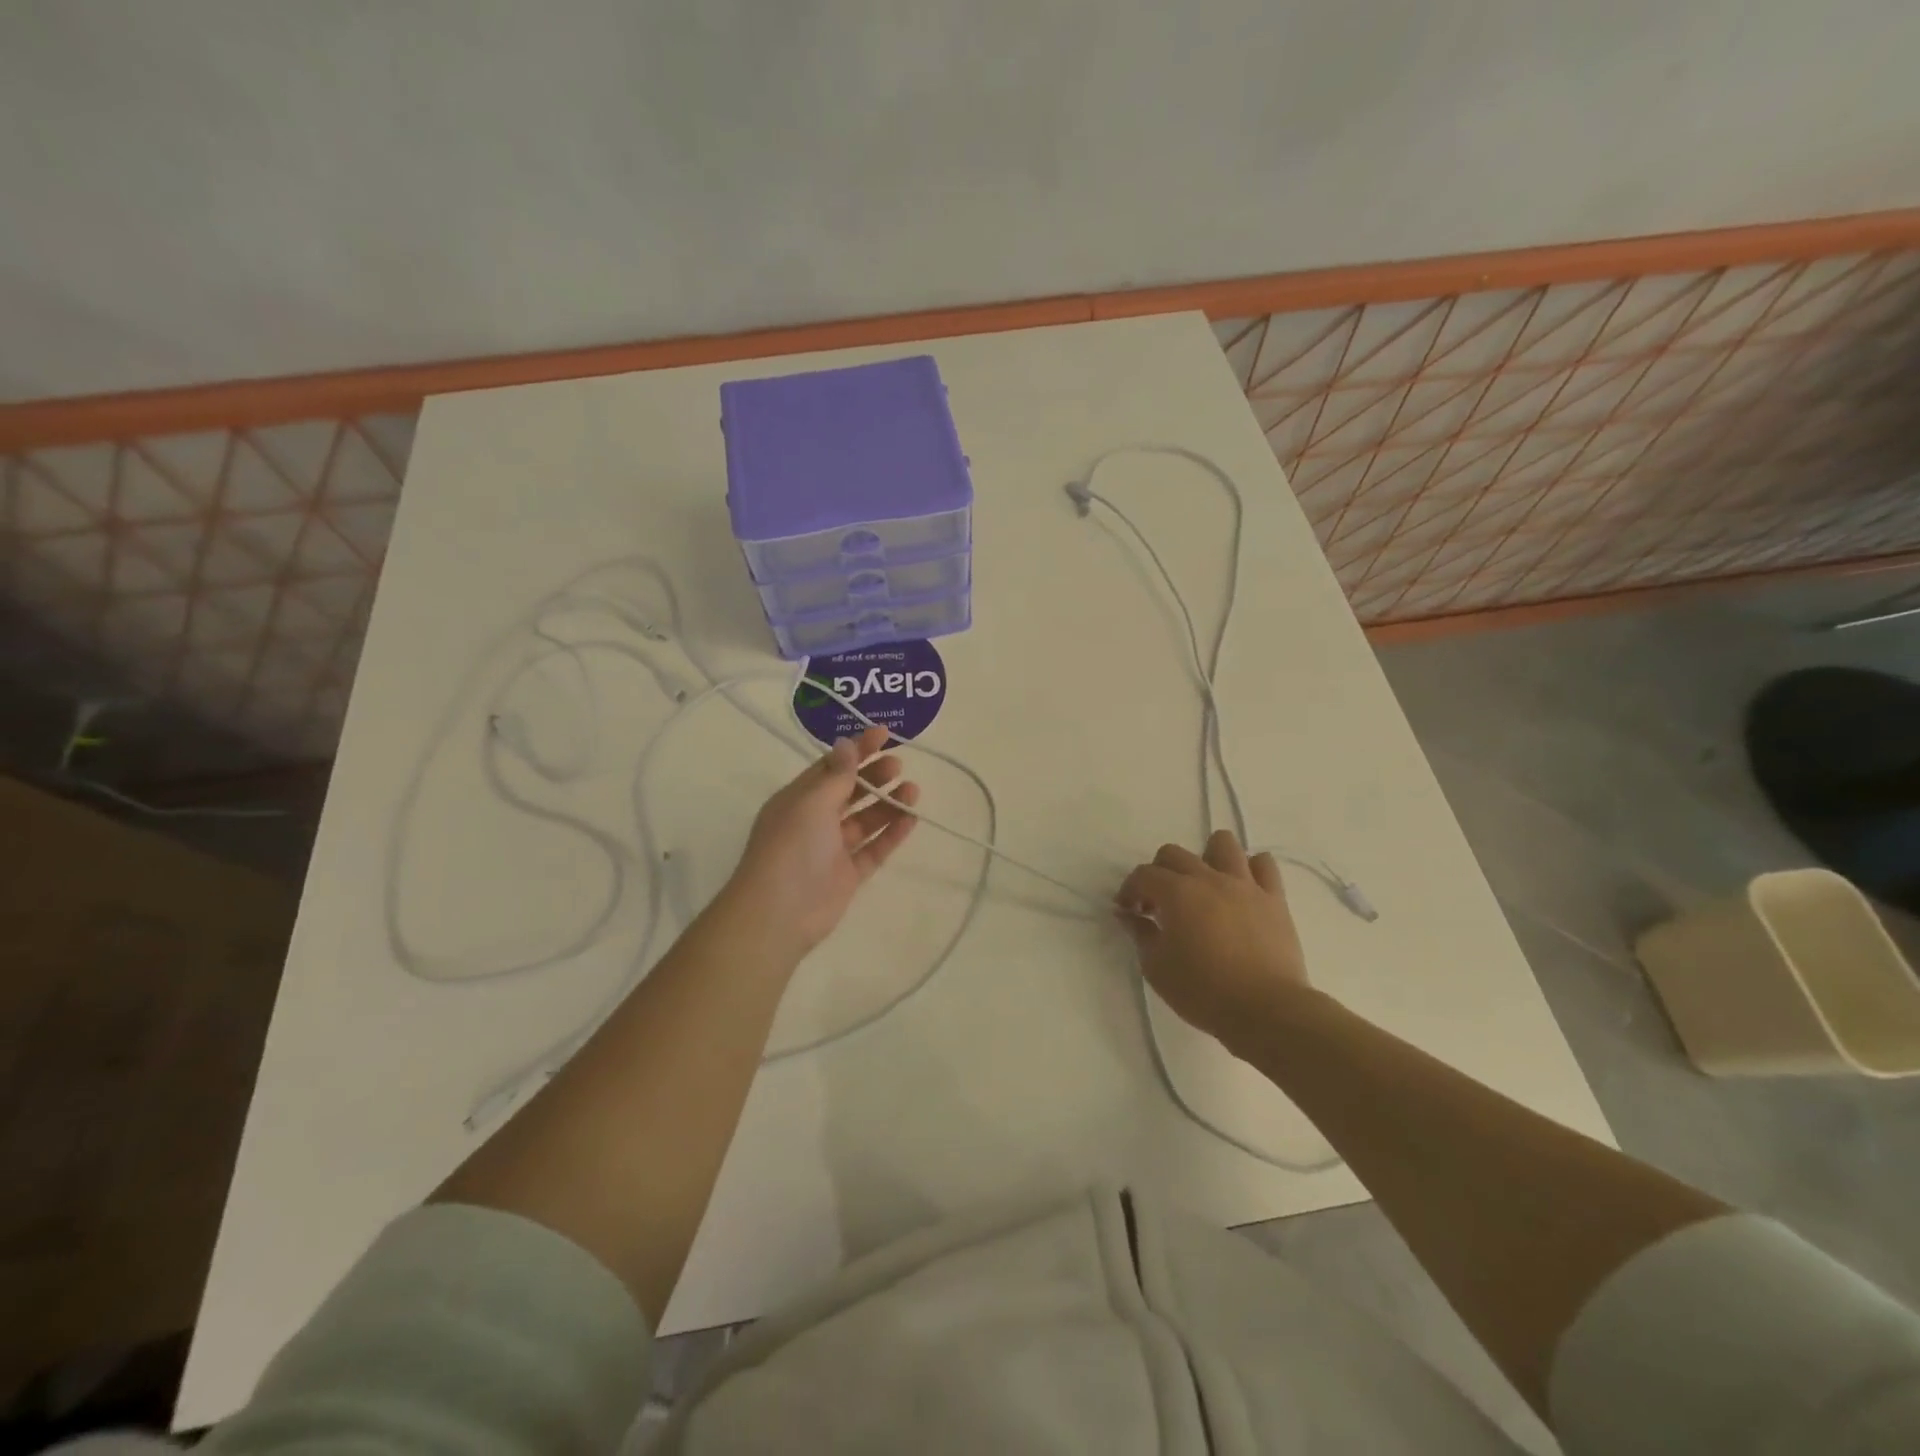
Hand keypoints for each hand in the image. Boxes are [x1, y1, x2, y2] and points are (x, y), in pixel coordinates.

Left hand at [723, 724, 918, 957]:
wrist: (779, 913)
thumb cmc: (791, 848)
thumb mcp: (812, 802)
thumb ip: (837, 776)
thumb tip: (846, 743)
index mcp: (798, 799)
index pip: (831, 767)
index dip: (857, 750)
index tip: (884, 733)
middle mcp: (814, 821)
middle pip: (850, 791)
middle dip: (874, 776)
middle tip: (899, 765)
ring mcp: (832, 849)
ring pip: (865, 820)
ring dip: (888, 804)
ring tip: (913, 791)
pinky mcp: (848, 875)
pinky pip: (874, 849)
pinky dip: (892, 834)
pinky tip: (912, 820)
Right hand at [1116, 830, 1311, 1054]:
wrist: (1267, 1011)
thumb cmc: (1204, 992)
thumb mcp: (1157, 969)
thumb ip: (1141, 935)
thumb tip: (1131, 916)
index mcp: (1177, 893)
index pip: (1143, 875)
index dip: (1129, 890)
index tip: (1128, 912)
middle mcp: (1209, 878)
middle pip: (1175, 854)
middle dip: (1159, 873)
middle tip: (1159, 904)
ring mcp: (1245, 885)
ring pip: (1223, 844)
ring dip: (1206, 858)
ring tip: (1203, 885)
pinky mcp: (1274, 899)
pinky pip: (1264, 865)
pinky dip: (1249, 869)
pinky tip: (1241, 890)